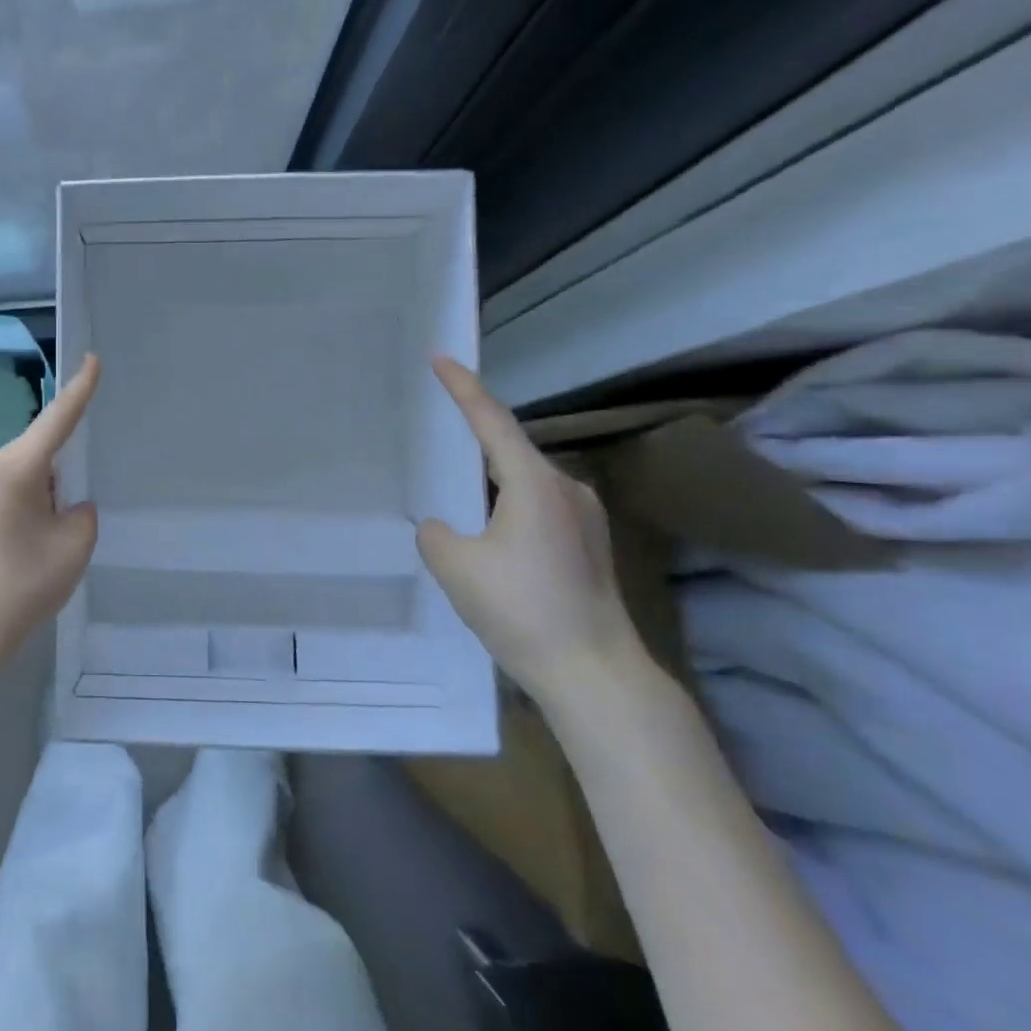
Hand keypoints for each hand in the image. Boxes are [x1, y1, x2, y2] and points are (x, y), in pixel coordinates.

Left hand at [0, 354, 100, 700]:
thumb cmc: (22, 587)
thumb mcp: (73, 547)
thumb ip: (81, 513)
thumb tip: (66, 505)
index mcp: (14, 468)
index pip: (56, 420)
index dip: (79, 390)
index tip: (91, 360)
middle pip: (37, 454)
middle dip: (58, 479)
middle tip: (63, 526)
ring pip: (19, 475)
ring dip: (38, 496)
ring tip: (37, 546)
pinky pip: (0, 492)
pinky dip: (19, 507)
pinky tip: (18, 549)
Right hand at [416, 357, 645, 711]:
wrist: (594, 673)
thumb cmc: (521, 610)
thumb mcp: (454, 566)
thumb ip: (436, 533)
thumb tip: (447, 528)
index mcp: (534, 483)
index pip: (491, 421)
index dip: (462, 387)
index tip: (440, 357)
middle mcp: (566, 489)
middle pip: (510, 449)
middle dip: (475, 438)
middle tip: (440, 430)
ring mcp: (585, 518)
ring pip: (525, 482)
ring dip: (491, 481)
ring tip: (459, 492)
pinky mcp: (590, 545)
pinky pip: (539, 507)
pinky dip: (509, 506)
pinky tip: (491, 534)